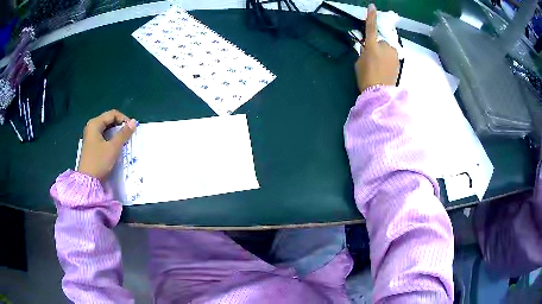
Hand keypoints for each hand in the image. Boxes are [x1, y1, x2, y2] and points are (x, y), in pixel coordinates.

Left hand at [78, 110, 136, 179]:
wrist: (87, 181)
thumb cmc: (99, 162)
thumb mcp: (113, 148)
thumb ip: (124, 134)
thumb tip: (134, 122)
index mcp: (95, 123)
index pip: (112, 114)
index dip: (124, 119)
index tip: (132, 129)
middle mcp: (91, 126)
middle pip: (109, 119)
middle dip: (120, 125)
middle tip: (128, 135)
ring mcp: (90, 135)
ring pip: (106, 128)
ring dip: (116, 132)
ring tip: (123, 140)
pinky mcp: (91, 143)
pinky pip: (103, 135)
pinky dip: (110, 137)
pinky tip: (115, 145)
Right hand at [355, 3, 399, 92]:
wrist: (380, 93)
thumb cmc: (366, 78)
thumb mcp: (359, 63)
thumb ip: (363, 52)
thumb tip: (367, 48)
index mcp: (372, 46)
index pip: (371, 28)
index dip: (371, 17)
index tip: (372, 6)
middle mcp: (385, 47)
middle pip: (380, 41)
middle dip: (377, 47)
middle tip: (372, 59)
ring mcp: (394, 54)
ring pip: (387, 48)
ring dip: (383, 53)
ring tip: (379, 66)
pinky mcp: (399, 61)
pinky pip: (391, 55)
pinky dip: (388, 59)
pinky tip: (385, 69)